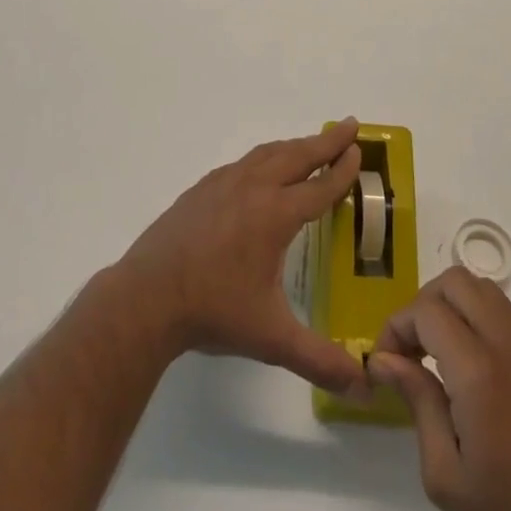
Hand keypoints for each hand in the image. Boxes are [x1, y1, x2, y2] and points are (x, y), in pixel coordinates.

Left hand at [116, 119, 369, 396]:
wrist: (148, 295)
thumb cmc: (214, 311)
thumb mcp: (271, 339)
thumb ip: (318, 359)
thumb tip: (362, 384)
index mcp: (275, 215)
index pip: (319, 186)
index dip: (342, 169)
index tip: (358, 150)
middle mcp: (254, 188)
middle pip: (297, 155)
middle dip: (326, 141)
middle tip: (349, 126)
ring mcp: (224, 183)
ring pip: (269, 153)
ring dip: (296, 145)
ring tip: (312, 144)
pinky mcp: (203, 187)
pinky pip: (245, 162)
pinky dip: (266, 156)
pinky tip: (263, 168)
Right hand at [369, 268, 510, 510]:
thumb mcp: (447, 477)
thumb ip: (417, 404)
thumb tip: (384, 359)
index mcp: (480, 372)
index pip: (427, 311)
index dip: (397, 325)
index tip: (385, 361)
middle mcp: (509, 346)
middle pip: (457, 282)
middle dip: (424, 303)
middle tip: (411, 348)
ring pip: (485, 291)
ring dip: (453, 307)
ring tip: (439, 355)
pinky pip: (508, 320)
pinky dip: (479, 324)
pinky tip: (474, 375)